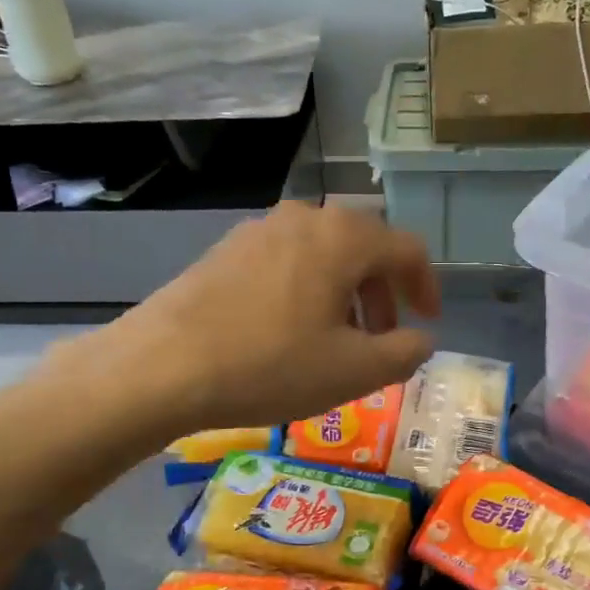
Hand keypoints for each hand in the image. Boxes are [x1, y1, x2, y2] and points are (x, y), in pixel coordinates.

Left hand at [81, 202, 440, 434]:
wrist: (162, 366)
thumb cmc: (271, 365)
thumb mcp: (353, 371)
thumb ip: (403, 353)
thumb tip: (419, 339)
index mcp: (343, 237)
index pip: (407, 249)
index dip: (426, 286)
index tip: (427, 321)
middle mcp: (303, 218)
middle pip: (363, 246)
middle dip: (382, 292)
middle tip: (380, 337)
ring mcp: (258, 230)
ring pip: (322, 253)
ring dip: (343, 292)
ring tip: (334, 339)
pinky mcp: (225, 250)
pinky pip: (285, 261)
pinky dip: (305, 289)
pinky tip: (288, 332)